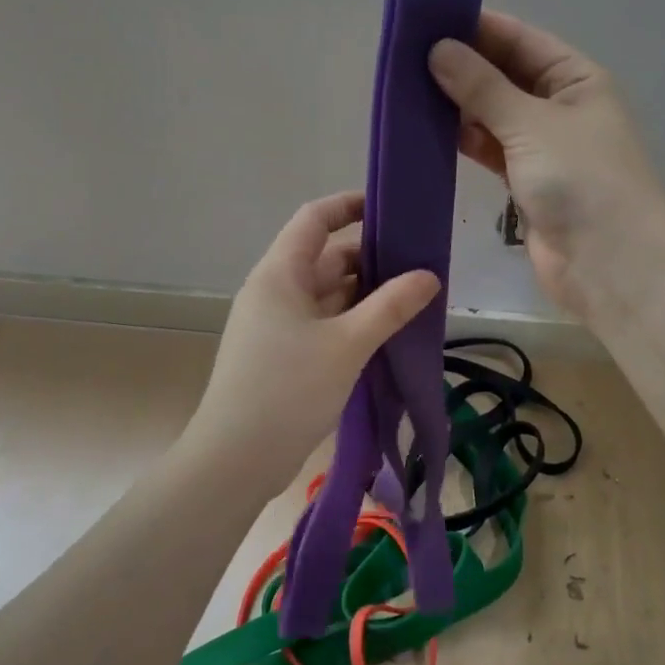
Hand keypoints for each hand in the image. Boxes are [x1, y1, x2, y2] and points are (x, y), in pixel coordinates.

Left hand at [183, 191, 439, 499]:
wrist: (236, 459)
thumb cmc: (288, 390)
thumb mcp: (347, 344)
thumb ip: (390, 307)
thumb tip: (429, 276)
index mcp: (279, 274)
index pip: (314, 220)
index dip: (349, 205)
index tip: (390, 208)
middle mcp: (274, 292)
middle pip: (325, 258)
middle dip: (370, 258)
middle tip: (420, 264)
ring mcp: (276, 326)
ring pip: (326, 295)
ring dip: (365, 295)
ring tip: (413, 299)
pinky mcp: (281, 356)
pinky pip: (322, 325)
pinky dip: (352, 323)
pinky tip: (386, 334)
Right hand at [430, 11, 664, 320]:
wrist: (608, 262)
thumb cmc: (581, 179)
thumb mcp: (531, 124)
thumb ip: (483, 87)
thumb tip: (439, 50)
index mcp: (576, 79)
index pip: (521, 40)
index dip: (477, 27)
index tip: (426, 20)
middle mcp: (561, 108)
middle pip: (505, 76)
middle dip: (462, 67)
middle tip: (405, 57)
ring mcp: (543, 148)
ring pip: (494, 115)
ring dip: (458, 106)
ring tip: (407, 90)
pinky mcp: (526, 184)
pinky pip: (491, 151)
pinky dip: (465, 141)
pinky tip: (429, 131)